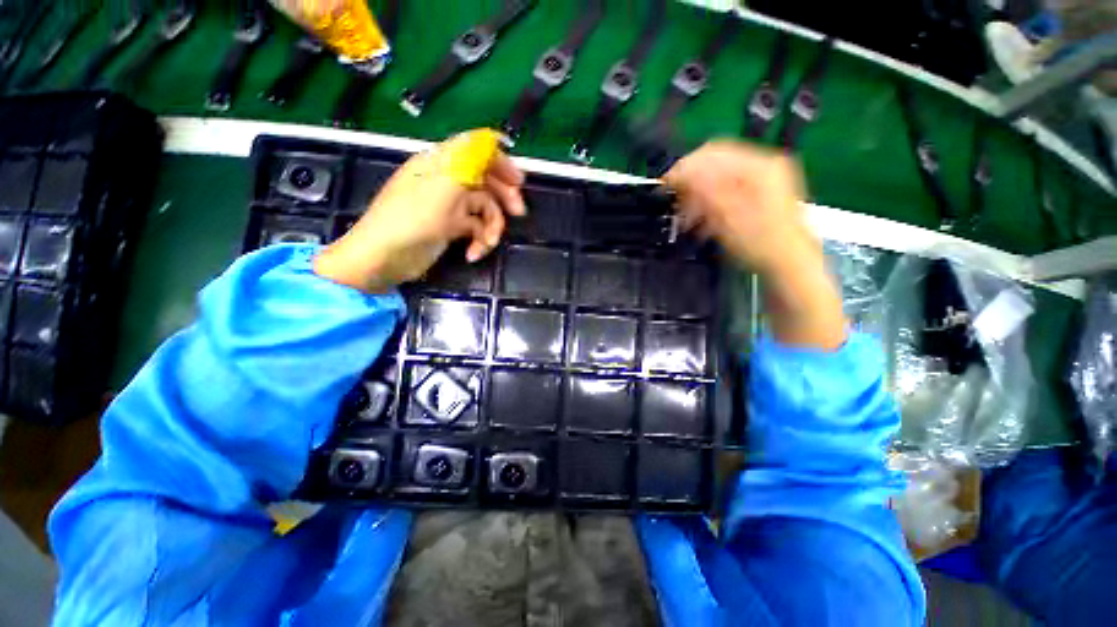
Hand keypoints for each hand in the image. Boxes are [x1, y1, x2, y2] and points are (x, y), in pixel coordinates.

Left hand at [314, 131, 525, 293]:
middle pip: (486, 180)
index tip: (519, 181)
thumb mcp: (444, 185)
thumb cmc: (413, 219)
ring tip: (489, 244)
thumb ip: (470, 159)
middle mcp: (447, 180)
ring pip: (484, 209)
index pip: (477, 150)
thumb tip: (493, 137)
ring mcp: (449, 206)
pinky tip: (473, 253)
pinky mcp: (450, 228)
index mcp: (442, 163)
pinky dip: (479, 241)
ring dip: (492, 228)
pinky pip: (475, 228)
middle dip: (504, 197)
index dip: (501, 162)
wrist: (385, 258)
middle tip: (518, 212)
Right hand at [664, 140, 815, 275]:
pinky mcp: (760, 192)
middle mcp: (764, 165)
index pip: (713, 154)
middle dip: (691, 181)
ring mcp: (764, 178)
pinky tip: (701, 218)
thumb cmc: (759, 243)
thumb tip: (681, 173)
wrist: (787, 264)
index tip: (665, 184)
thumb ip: (704, 191)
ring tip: (686, 216)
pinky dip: (710, 200)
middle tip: (675, 201)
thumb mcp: (727, 217)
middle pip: (717, 162)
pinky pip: (728, 187)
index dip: (685, 167)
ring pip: (720, 176)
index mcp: (759, 167)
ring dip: (699, 194)